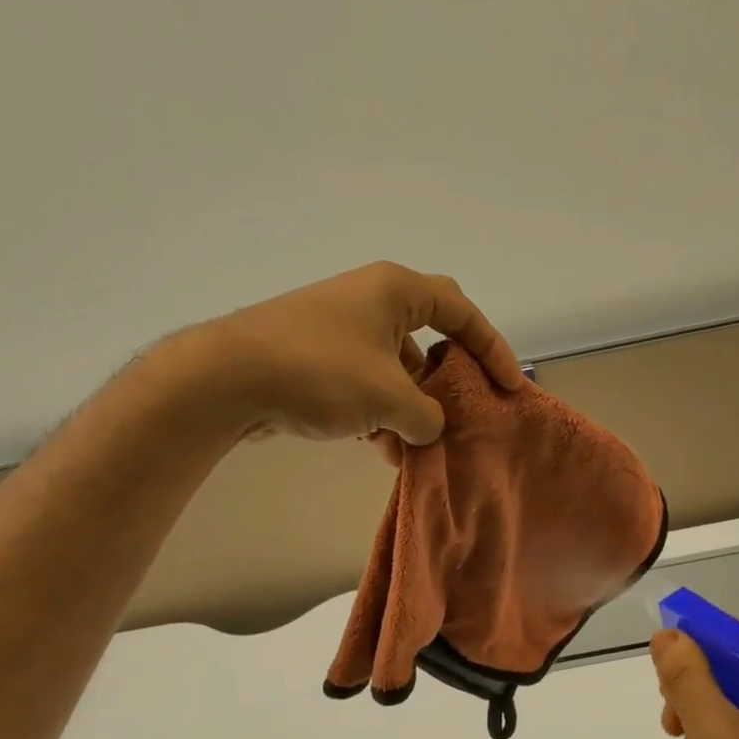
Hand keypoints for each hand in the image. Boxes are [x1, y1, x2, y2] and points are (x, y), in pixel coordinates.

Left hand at [199, 262, 524, 444]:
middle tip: (460, 413)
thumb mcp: (390, 398)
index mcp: (396, 291)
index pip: (462, 312)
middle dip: (445, 383)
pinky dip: (377, 413)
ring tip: (411, 448)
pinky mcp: (316, 357)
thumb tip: (428, 429)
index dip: (492, 348)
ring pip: (394, 370)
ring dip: (408, 409)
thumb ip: (427, 417)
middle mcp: (370, 301)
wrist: (228, 379)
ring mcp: (340, 329)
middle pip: (428, 341)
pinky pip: (365, 383)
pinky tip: (376, 448)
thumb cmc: (321, 372)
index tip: (510, 387)